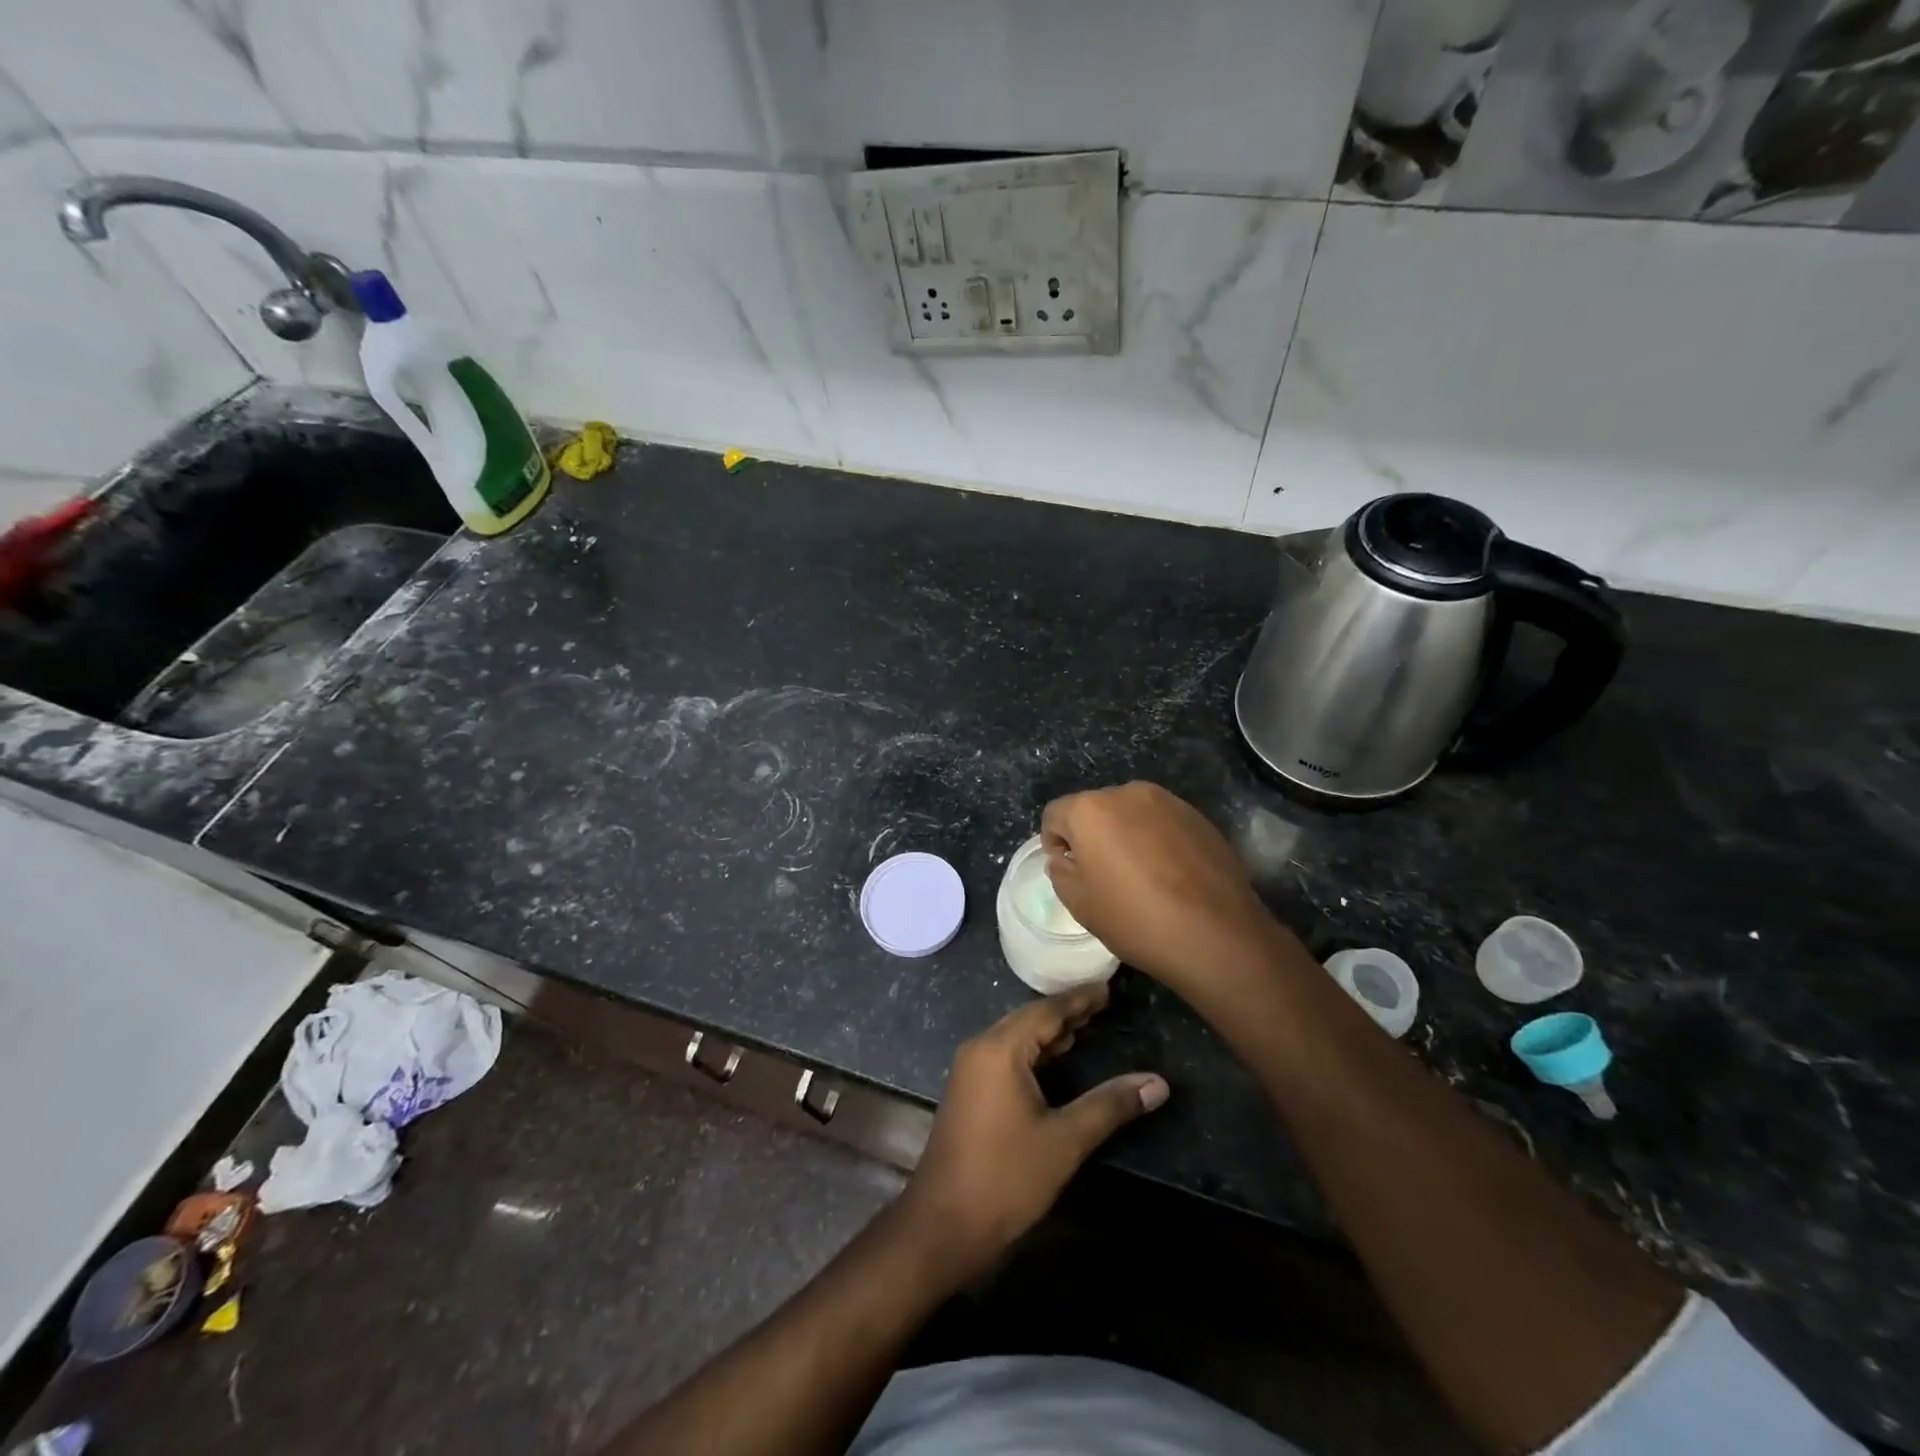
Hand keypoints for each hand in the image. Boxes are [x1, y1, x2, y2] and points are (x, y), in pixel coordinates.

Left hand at [900, 984, 1167, 1282]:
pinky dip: (1033, 1051)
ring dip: (1049, 1032)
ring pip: (1016, 1036)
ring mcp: (970, 1068)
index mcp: (1000, 1048)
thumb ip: (1110, 1105)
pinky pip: (1005, 1054)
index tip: (1109, 988)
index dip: (1080, 999)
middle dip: (1066, 1012)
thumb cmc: (1006, 1176)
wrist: (944, 1222)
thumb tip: (1157, 1083)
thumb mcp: (1065, 1140)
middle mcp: (981, 1047)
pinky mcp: (968, 1089)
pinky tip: (1055, 1059)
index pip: (1046, 1010)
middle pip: (1029, 1018)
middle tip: (1104, 1005)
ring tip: (1086, 1027)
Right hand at [1042, 781, 1289, 994]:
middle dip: (1090, 835)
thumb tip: (1066, 858)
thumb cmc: (1136, 919)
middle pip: (1094, 809)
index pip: (1055, 814)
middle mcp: (1127, 793)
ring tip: (1138, 874)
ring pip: (1130, 813)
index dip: (1053, 842)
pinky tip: (1169, 874)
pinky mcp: (1197, 816)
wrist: (1216, 934)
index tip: (1067, 870)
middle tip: (1101, 874)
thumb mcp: (1080, 904)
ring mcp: (1167, 801)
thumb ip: (1061, 871)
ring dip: (1124, 835)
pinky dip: (1155, 839)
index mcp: (1090, 810)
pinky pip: (1161, 822)